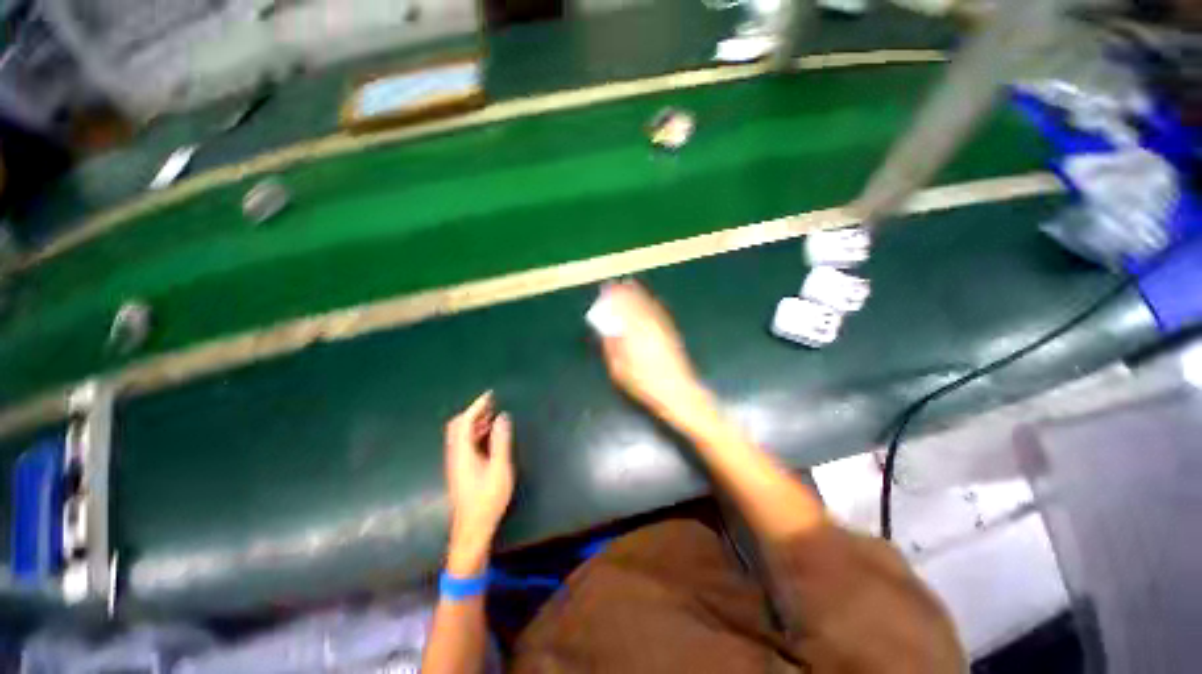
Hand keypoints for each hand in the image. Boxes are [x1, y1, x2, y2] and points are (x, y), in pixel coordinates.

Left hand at [444, 392, 513, 573]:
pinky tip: (488, 435)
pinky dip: (474, 432)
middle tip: (491, 404)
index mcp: (462, 453)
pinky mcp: (459, 470)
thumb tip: (502, 417)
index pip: (464, 422)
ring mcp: (455, 463)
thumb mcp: (500, 468)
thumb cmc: (487, 499)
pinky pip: (463, 443)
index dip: (476, 406)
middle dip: (473, 412)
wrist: (472, 529)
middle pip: (457, 426)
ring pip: (459, 435)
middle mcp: (455, 455)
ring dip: (474, 422)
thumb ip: (501, 441)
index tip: (490, 395)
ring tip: (493, 415)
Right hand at [596, 281, 716, 429]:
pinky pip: (659, 311)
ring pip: (649, 304)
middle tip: (618, 285)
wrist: (678, 392)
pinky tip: (648, 301)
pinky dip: (651, 303)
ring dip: (639, 294)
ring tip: (631, 286)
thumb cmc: (645, 384)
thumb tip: (607, 331)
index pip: (623, 308)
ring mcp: (662, 328)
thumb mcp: (620, 370)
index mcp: (635, 332)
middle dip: (626, 292)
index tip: (608, 290)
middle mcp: (649, 325)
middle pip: (637, 303)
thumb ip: (612, 347)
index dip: (615, 298)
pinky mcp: (671, 333)